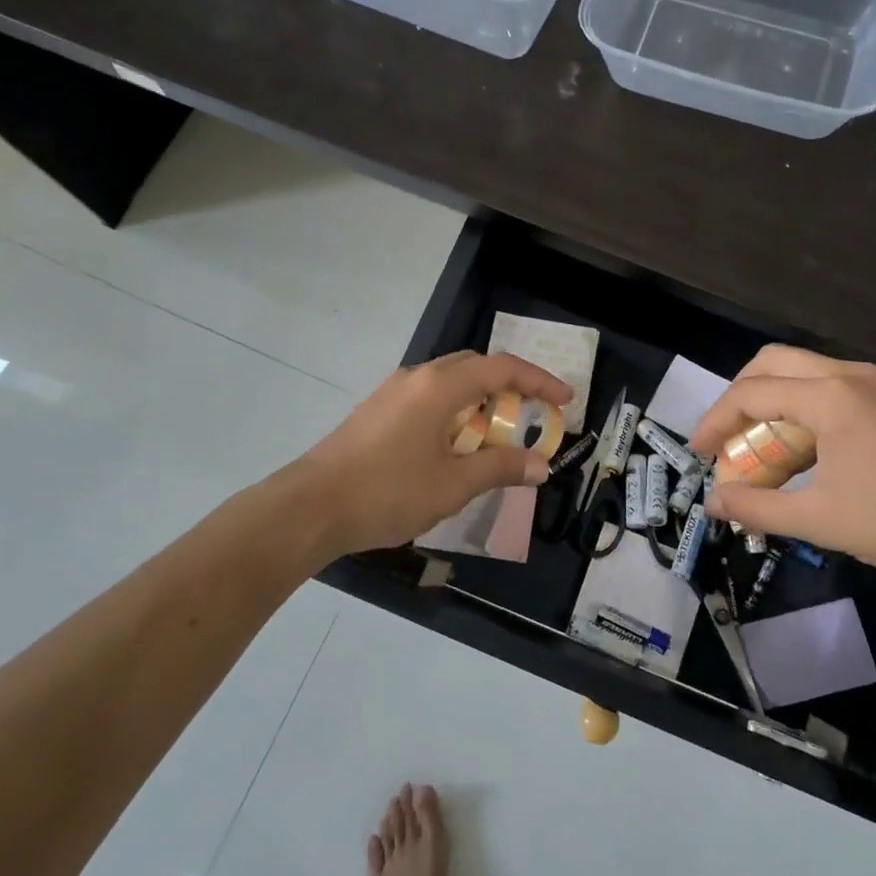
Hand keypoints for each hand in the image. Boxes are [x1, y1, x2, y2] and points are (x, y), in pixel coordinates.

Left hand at [298, 351, 572, 554]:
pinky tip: (453, 448)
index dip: (539, 381)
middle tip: (531, 416)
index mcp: (440, 386)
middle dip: (509, 387)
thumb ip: (501, 468)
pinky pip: (428, 399)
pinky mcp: (377, 411)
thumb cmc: (388, 492)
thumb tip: (541, 465)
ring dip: (479, 403)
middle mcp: (417, 377)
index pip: (502, 369)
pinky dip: (454, 414)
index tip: (566, 400)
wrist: (309, 508)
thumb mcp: (453, 485)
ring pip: (449, 383)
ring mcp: (392, 393)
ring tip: (495, 438)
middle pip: (475, 367)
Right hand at [687, 345, 875, 593]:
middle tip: (726, 438)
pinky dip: (800, 407)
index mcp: (829, 397)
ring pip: (801, 371)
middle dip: (739, 397)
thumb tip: (713, 502)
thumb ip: (759, 508)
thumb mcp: (820, 520)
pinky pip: (828, 386)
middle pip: (772, 363)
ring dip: (771, 401)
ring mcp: (875, 383)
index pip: (751, 393)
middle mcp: (849, 375)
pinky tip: (804, 450)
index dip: (715, 421)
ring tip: (761, 447)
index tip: (697, 453)